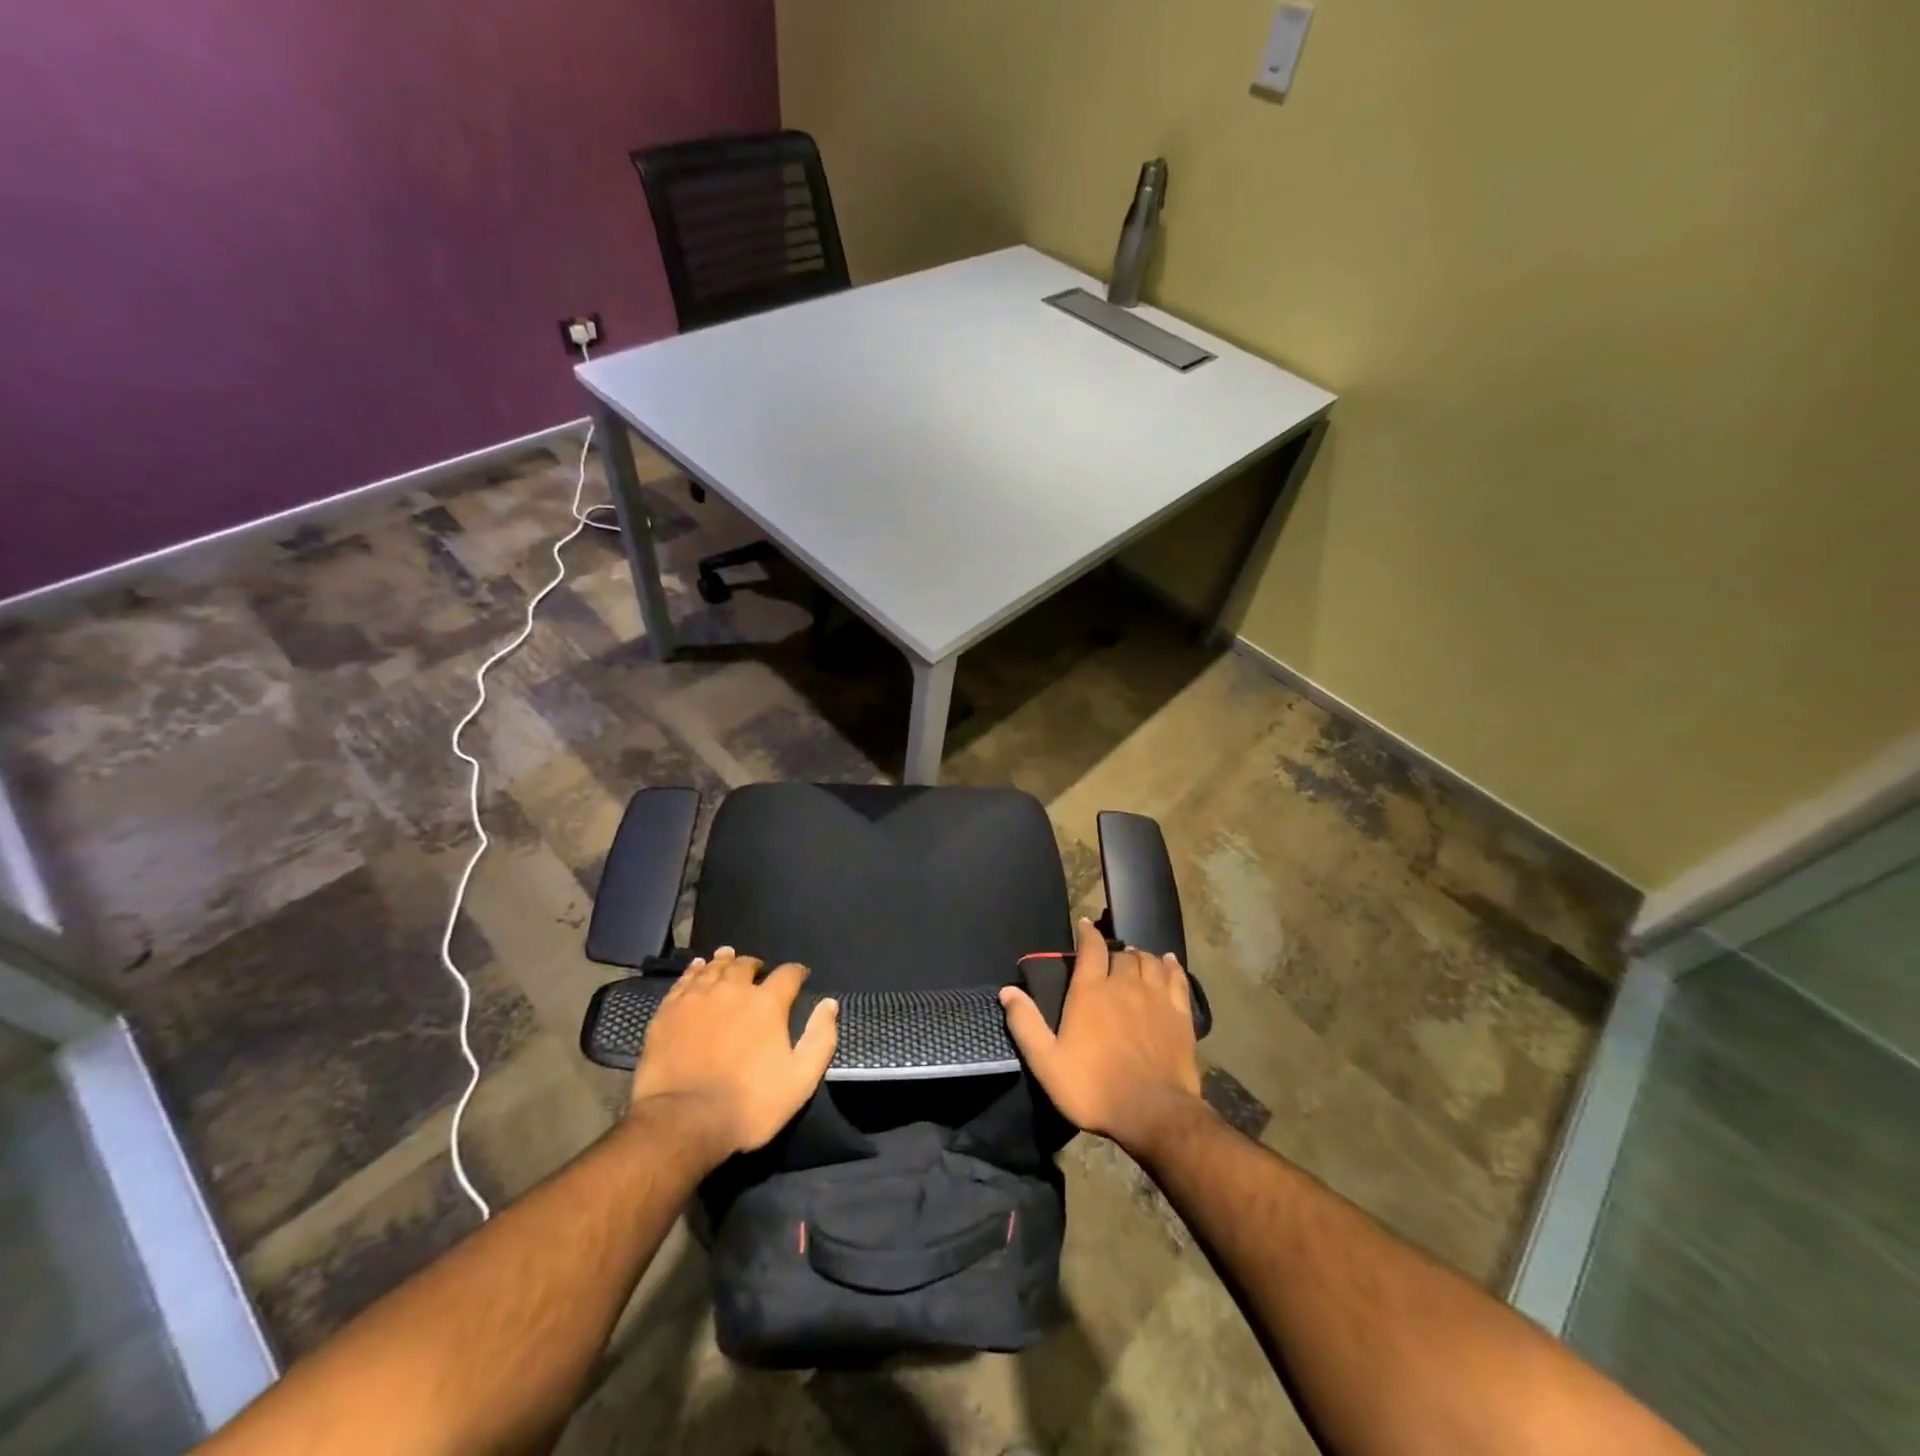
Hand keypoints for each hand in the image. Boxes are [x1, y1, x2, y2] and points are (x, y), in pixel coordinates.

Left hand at [629, 947, 838, 1159]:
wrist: (683, 1122)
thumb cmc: (748, 1104)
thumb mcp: (800, 1080)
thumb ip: (820, 1038)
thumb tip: (830, 1004)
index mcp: (767, 1003)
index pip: (788, 974)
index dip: (797, 972)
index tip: (800, 977)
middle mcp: (733, 990)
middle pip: (746, 965)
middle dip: (756, 966)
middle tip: (758, 971)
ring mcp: (697, 998)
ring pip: (714, 968)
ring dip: (725, 962)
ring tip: (728, 957)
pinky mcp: (668, 1012)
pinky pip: (684, 981)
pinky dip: (694, 971)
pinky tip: (697, 969)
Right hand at [999, 917, 1203, 1153]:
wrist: (1153, 1113)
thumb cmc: (1093, 1088)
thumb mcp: (1047, 1062)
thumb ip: (1025, 1024)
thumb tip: (1007, 991)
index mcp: (1091, 991)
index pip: (1091, 948)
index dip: (1087, 933)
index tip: (1084, 925)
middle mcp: (1124, 984)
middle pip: (1121, 954)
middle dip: (1113, 951)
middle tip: (1108, 958)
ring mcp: (1156, 997)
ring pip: (1148, 961)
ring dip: (1139, 956)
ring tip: (1134, 959)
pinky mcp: (1180, 1014)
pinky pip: (1177, 978)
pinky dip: (1171, 966)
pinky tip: (1168, 962)